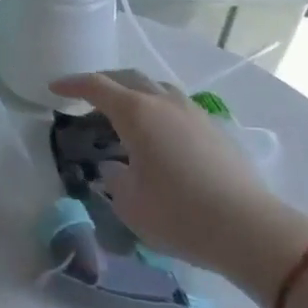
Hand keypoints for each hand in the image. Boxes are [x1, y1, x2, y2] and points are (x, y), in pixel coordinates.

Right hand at [51, 70, 307, 300]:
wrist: (252, 230)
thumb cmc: (180, 215)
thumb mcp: (130, 204)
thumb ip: (114, 180)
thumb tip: (117, 168)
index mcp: (136, 113)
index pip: (96, 86)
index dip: (72, 85)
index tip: (54, 89)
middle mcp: (163, 103)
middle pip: (127, 77)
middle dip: (103, 82)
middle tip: (86, 96)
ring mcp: (194, 113)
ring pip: (156, 88)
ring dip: (134, 92)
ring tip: (124, 112)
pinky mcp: (216, 130)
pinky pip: (177, 105)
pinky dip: (158, 108)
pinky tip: (158, 133)